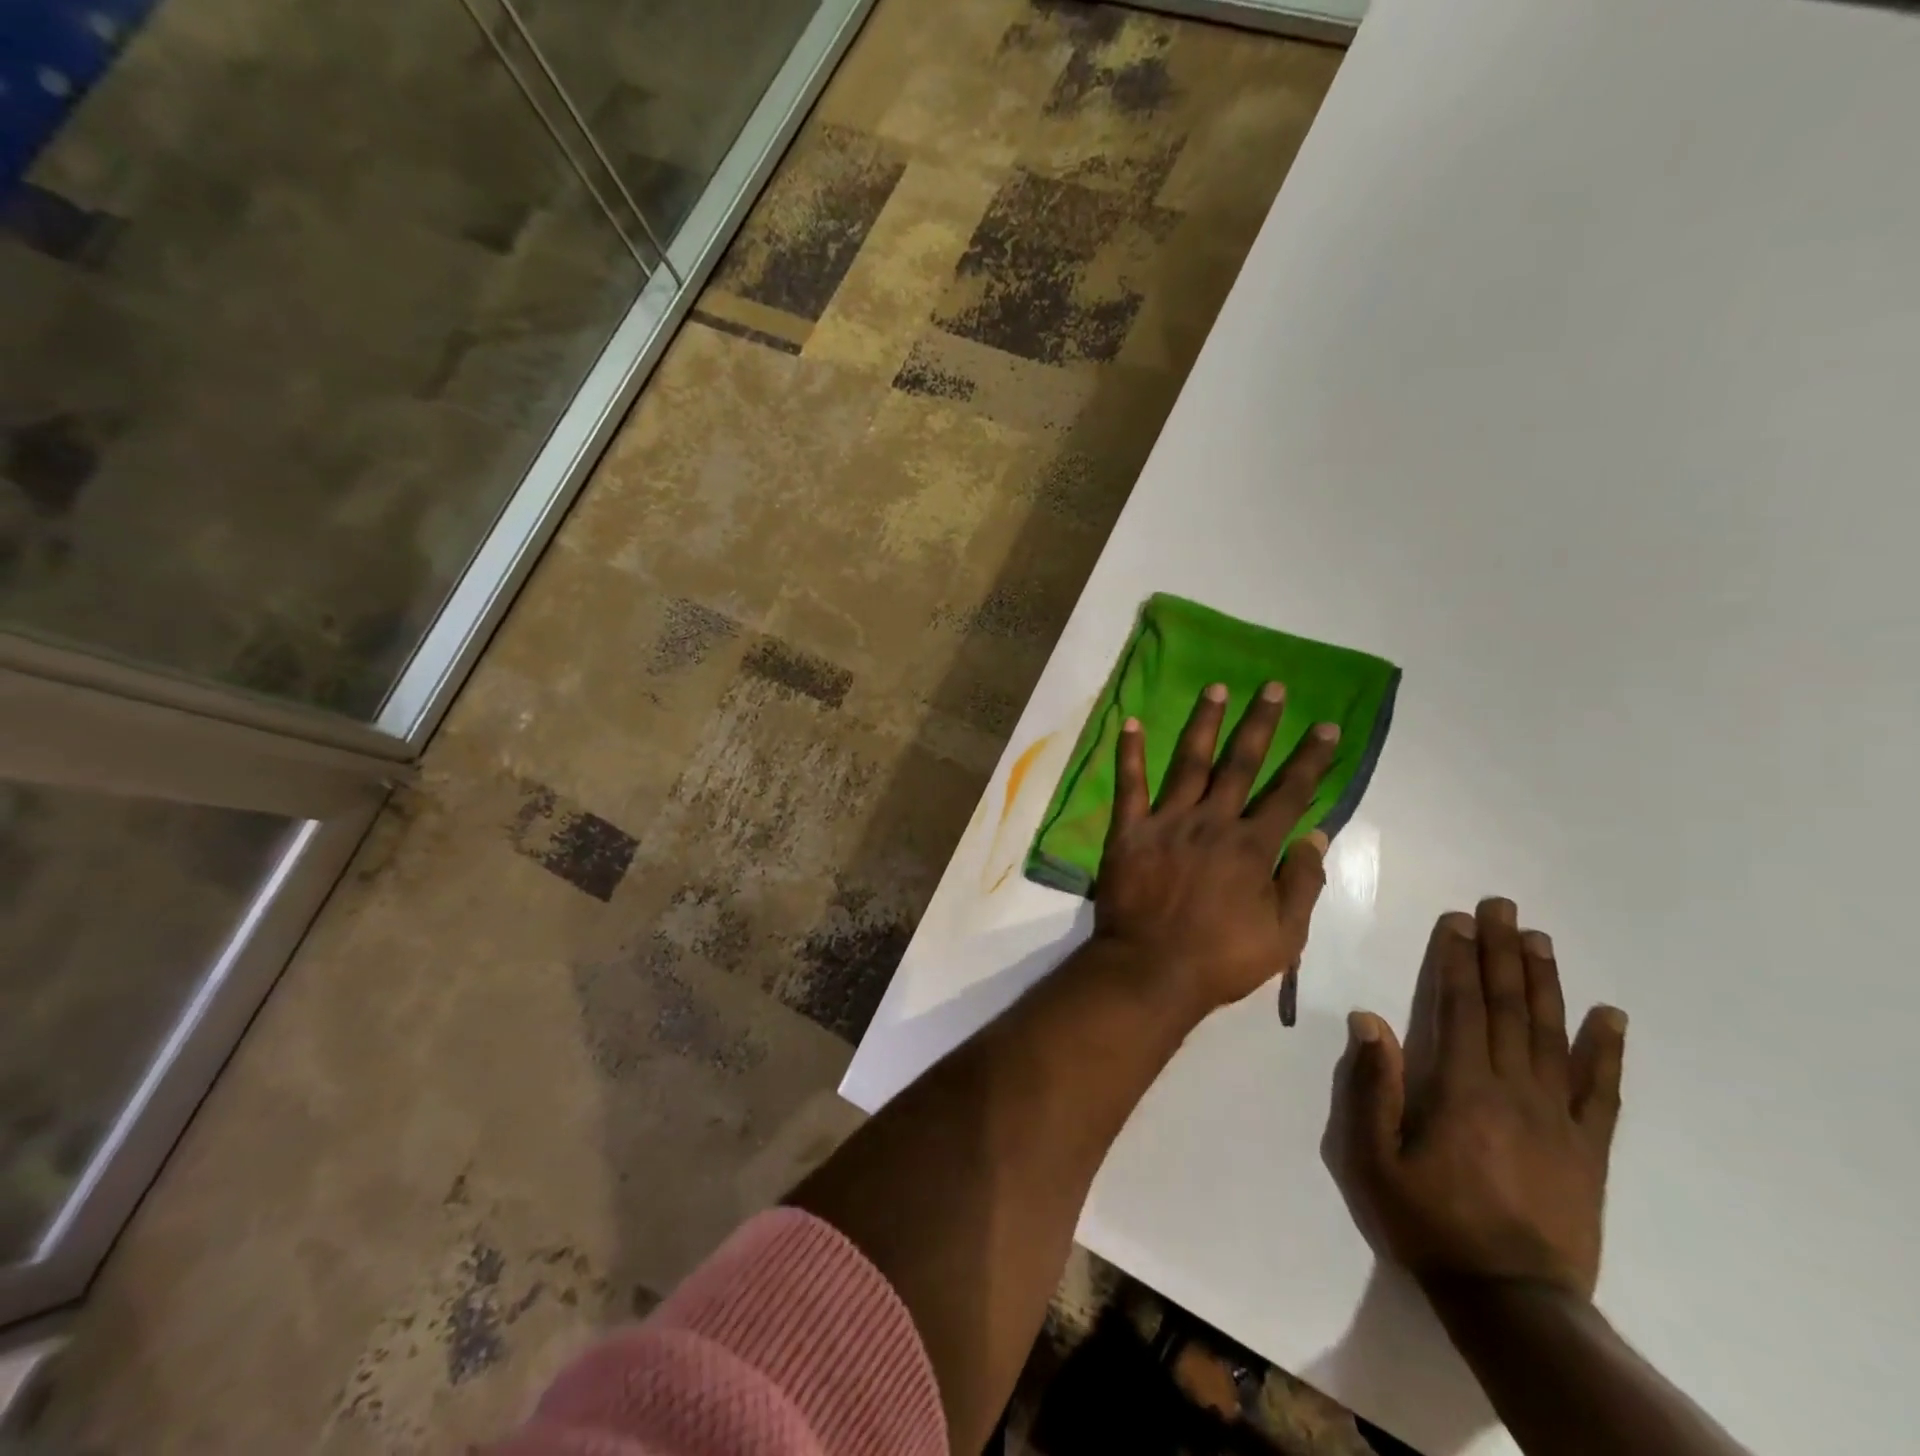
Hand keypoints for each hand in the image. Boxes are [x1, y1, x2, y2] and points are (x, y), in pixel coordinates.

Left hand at [1093, 681, 1340, 1015]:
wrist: (1151, 970)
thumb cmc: (1221, 959)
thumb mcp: (1283, 935)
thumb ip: (1302, 883)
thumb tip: (1317, 836)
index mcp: (1252, 846)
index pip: (1289, 793)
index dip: (1310, 759)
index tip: (1325, 726)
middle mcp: (1212, 822)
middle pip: (1241, 764)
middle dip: (1260, 724)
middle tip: (1272, 687)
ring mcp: (1168, 822)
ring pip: (1190, 762)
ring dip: (1204, 723)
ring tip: (1216, 688)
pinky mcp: (1129, 830)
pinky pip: (1130, 785)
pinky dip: (1129, 753)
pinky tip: (1129, 722)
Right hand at [1322, 899, 1626, 1298]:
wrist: (1514, 1301)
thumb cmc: (1431, 1223)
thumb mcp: (1375, 1158)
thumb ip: (1373, 1086)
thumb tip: (1369, 1019)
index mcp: (1462, 1088)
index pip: (1461, 1007)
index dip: (1458, 960)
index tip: (1457, 921)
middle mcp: (1515, 1090)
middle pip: (1509, 1009)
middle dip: (1501, 953)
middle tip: (1501, 907)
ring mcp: (1560, 1118)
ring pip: (1553, 1035)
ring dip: (1544, 982)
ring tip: (1539, 939)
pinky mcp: (1590, 1149)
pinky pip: (1602, 1090)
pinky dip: (1607, 1050)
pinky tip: (1610, 1015)